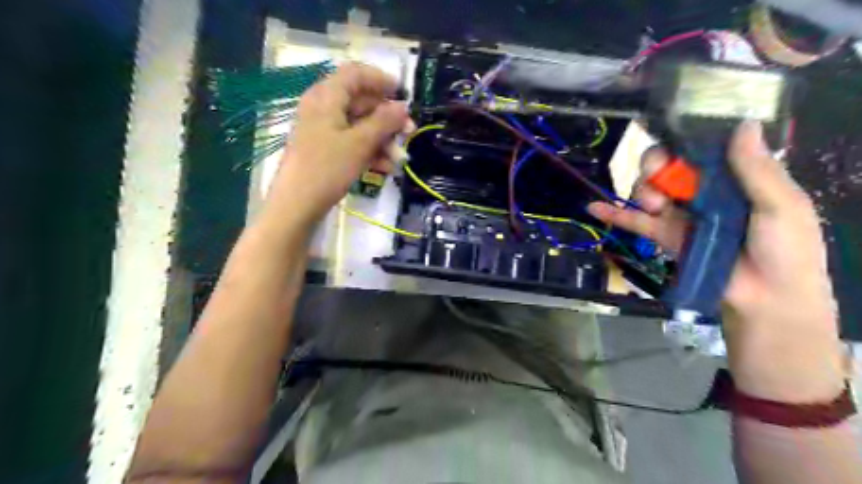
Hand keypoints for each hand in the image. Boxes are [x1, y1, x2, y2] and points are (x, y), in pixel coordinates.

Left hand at [267, 60, 414, 224]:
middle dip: (387, 118)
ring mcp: (323, 130)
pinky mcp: (324, 150)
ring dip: (382, 139)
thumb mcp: (359, 143)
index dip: (381, 80)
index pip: (356, 74)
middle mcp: (323, 108)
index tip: (403, 94)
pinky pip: (351, 143)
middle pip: (360, 101)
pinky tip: (385, 168)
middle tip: (409, 132)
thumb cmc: (327, 168)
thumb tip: (403, 107)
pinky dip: (369, 151)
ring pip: (359, 125)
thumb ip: (384, 122)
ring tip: (399, 159)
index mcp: (327, 97)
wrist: (296, 205)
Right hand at [591, 122, 846, 403]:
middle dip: (657, 165)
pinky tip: (593, 207)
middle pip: (668, 166)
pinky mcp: (663, 235)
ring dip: (643, 190)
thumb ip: (757, 170)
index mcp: (733, 178)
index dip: (685, 141)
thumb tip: (742, 125)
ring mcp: (679, 213)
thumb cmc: (785, 250)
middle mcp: (702, 191)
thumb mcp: (782, 205)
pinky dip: (612, 213)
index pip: (702, 149)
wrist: (764, 298)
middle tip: (660, 175)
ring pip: (649, 189)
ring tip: (655, 206)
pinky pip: (633, 221)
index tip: (677, 141)